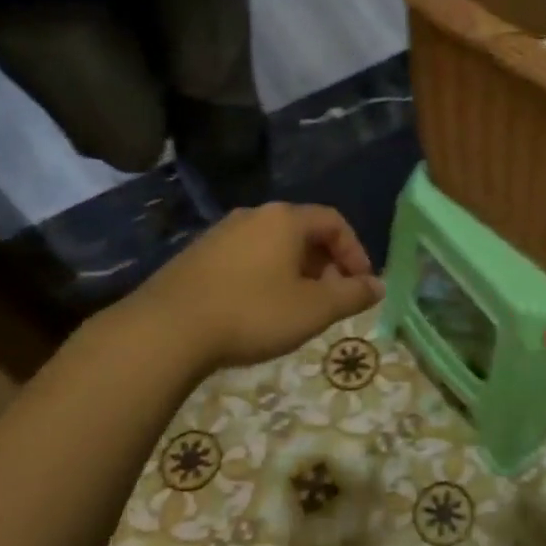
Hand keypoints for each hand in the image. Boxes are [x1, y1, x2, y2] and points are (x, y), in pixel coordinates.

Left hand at [118, 203, 382, 372]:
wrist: (166, 330)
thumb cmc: (252, 313)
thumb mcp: (314, 309)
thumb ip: (352, 295)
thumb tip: (378, 286)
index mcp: (285, 219)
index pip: (334, 222)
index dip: (355, 251)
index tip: (361, 285)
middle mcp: (253, 215)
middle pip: (303, 232)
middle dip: (326, 264)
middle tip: (333, 300)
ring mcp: (220, 233)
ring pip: (273, 246)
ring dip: (296, 272)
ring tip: (298, 308)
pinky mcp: (196, 255)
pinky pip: (246, 258)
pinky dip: (266, 277)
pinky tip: (259, 310)